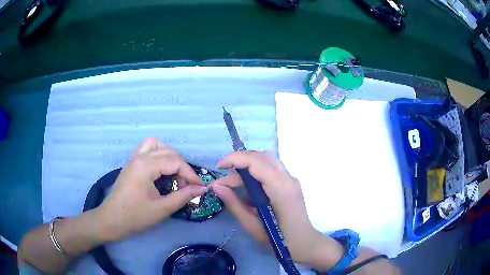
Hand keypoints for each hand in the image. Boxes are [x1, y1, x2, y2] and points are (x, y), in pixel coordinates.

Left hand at [94, 137, 206, 241]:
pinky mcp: (131, 164)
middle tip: (187, 185)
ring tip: (175, 173)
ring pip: (156, 144)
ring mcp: (134, 158)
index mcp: (145, 166)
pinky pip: (147, 149)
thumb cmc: (135, 216)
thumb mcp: (162, 209)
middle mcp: (140, 157)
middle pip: (168, 151)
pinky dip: (158, 154)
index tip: (200, 188)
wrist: (111, 220)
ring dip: (169, 155)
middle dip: (182, 167)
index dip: (190, 174)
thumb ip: (183, 196)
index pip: (175, 162)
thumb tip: (201, 189)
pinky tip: (161, 170)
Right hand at [210, 151, 341, 266]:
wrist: (305, 243)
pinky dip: (256, 174)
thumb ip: (233, 204)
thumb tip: (216, 186)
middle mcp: (287, 178)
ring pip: (267, 161)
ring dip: (248, 167)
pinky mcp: (291, 183)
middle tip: (224, 179)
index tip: (219, 167)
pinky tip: (249, 192)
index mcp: (280, 189)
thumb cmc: (279, 239)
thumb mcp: (252, 225)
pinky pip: (271, 170)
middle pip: (261, 156)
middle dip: (239, 162)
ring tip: (233, 184)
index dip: (235, 159)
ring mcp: (291, 179)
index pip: (256, 162)